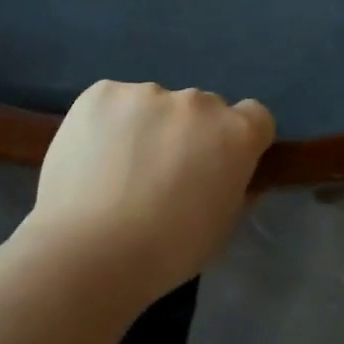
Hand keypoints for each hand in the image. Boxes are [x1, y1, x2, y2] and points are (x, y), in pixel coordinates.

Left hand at [20, 81, 275, 300]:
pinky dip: (107, 123)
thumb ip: (234, 189)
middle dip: (189, 133)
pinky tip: (91, 159)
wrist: (88, 251)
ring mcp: (146, 92)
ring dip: (146, 126)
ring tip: (117, 170)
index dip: (238, 139)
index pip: (254, 116)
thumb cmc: (166, 251)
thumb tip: (231, 174)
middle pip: (202, 109)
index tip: (219, 164)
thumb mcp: (220, 229)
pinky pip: (114, 102)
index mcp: (235, 133)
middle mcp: (197, 102)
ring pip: (154, 104)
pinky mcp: (101, 92)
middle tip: (162, 173)